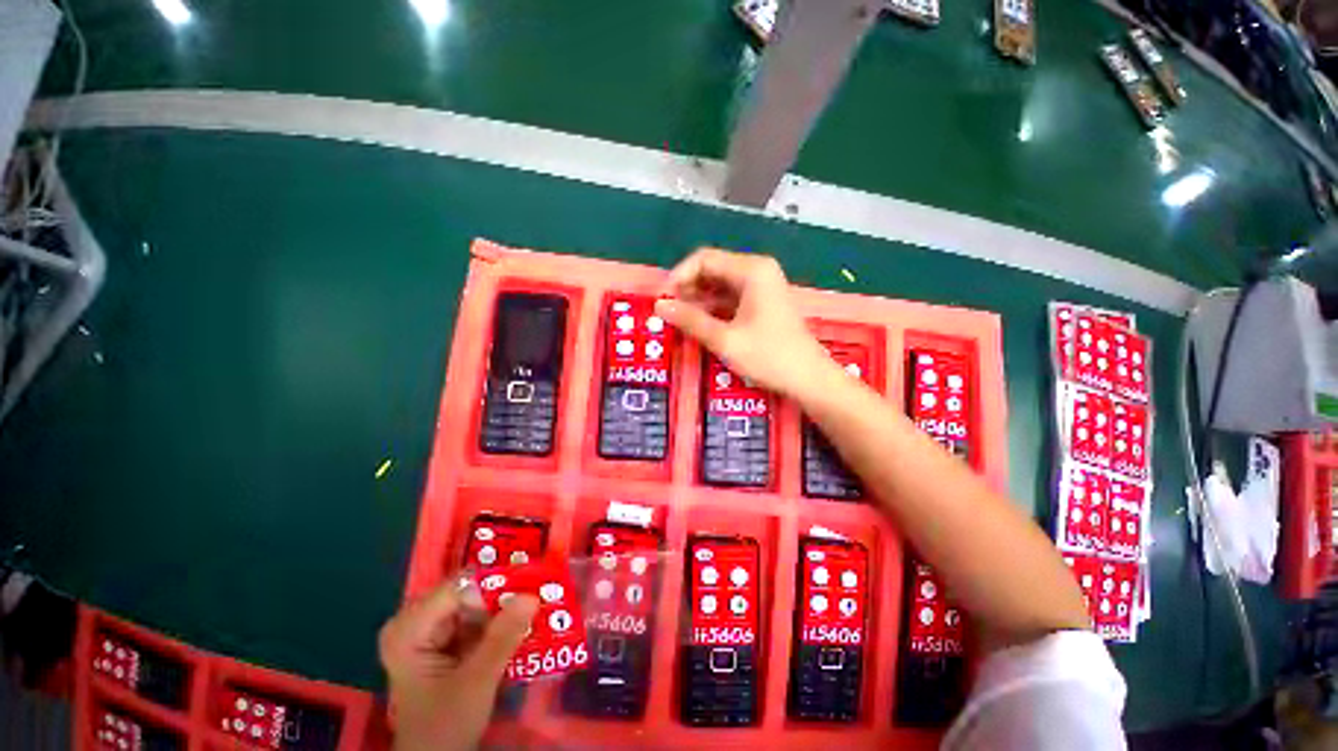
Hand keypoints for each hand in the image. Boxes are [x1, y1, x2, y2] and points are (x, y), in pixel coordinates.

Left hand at [379, 583, 538, 750]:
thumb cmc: (444, 727)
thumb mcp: (476, 683)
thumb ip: (502, 638)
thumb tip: (532, 596)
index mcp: (408, 629)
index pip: (458, 587)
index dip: (494, 584)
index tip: (530, 585)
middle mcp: (417, 622)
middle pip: (468, 592)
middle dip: (504, 594)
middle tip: (540, 592)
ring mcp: (432, 631)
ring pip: (478, 604)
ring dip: (507, 608)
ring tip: (538, 606)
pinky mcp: (447, 641)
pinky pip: (480, 619)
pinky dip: (502, 622)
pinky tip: (524, 624)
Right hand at [655, 248, 838, 401]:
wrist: (809, 379)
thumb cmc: (769, 356)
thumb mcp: (725, 339)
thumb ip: (691, 320)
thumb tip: (659, 306)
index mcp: (751, 270)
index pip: (704, 259)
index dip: (679, 276)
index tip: (662, 299)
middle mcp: (757, 270)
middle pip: (712, 269)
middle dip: (687, 288)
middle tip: (667, 312)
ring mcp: (762, 286)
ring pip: (720, 284)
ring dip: (698, 299)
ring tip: (678, 319)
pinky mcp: (762, 302)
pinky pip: (730, 297)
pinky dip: (713, 308)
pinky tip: (699, 323)